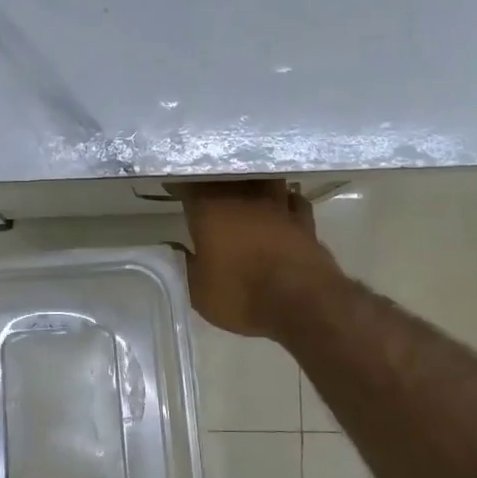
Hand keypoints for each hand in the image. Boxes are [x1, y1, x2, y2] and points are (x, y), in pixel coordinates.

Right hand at [170, 179, 338, 338]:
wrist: (303, 303)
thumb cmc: (242, 294)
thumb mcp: (199, 290)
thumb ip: (185, 263)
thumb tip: (173, 247)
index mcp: (211, 209)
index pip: (190, 184)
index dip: (180, 185)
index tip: (172, 188)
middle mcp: (245, 197)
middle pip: (228, 174)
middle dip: (215, 178)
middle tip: (206, 187)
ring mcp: (279, 205)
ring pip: (264, 178)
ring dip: (253, 181)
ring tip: (245, 189)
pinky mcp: (305, 220)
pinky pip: (292, 199)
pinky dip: (284, 199)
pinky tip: (282, 205)